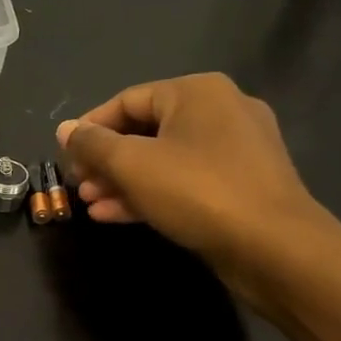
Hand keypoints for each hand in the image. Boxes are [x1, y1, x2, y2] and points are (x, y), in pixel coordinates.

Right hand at [56, 73, 340, 314]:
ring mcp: (236, 150)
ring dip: (123, 180)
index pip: (127, 100)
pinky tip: (115, 215)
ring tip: (90, 203)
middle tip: (78, 184)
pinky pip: (186, 181)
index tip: (65, 155)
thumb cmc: (198, 191)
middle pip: (146, 130)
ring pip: (165, 159)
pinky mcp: (242, 185)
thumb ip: (93, 144)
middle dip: (106, 160)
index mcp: (197, 93)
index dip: (90, 127)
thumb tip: (65, 129)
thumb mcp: (133, 164)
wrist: (276, 248)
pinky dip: (151, 193)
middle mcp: (221, 111)